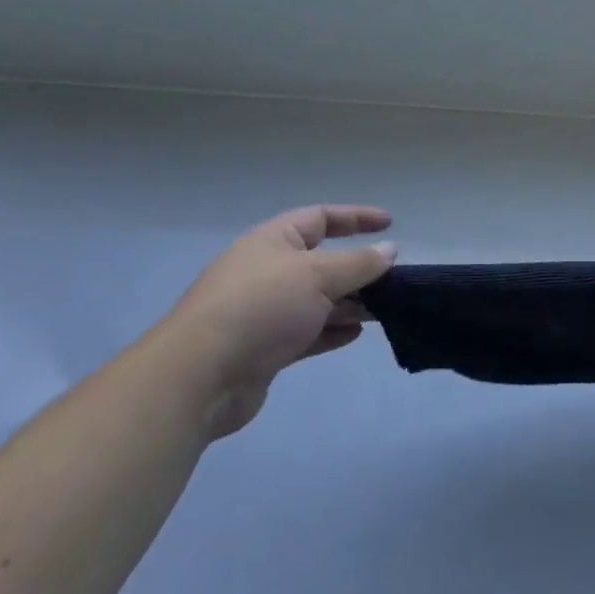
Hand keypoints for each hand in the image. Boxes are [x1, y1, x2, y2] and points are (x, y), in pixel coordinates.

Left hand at [159, 204, 396, 438]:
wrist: (200, 375)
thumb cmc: (262, 308)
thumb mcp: (318, 276)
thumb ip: (358, 264)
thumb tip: (390, 249)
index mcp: (274, 240)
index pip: (321, 217)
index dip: (356, 217)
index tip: (390, 224)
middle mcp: (268, 270)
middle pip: (321, 261)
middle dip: (357, 269)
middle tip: (394, 278)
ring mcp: (264, 311)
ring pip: (317, 300)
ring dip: (349, 302)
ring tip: (384, 309)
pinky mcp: (264, 348)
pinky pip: (307, 332)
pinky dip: (331, 330)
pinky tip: (355, 334)